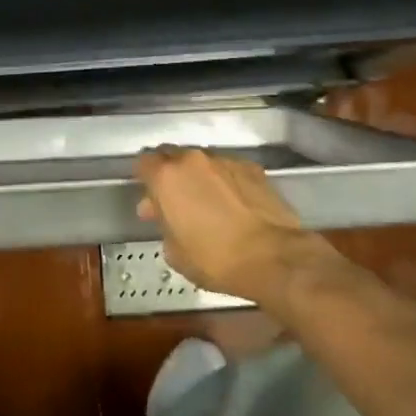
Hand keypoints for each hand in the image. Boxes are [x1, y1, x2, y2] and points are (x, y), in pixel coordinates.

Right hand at [135, 146, 340, 306]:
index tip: (149, 196)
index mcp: (166, 177)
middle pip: (173, 156)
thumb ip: (164, 227)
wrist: (272, 257)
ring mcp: (225, 161)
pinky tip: (234, 204)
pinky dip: (226, 181)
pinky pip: (229, 169)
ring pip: (202, 162)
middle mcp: (193, 160)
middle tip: (175, 200)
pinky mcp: (252, 167)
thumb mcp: (175, 254)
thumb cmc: (215, 259)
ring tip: (208, 203)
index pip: (144, 162)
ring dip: (199, 177)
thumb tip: (167, 218)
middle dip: (170, 174)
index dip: (144, 178)